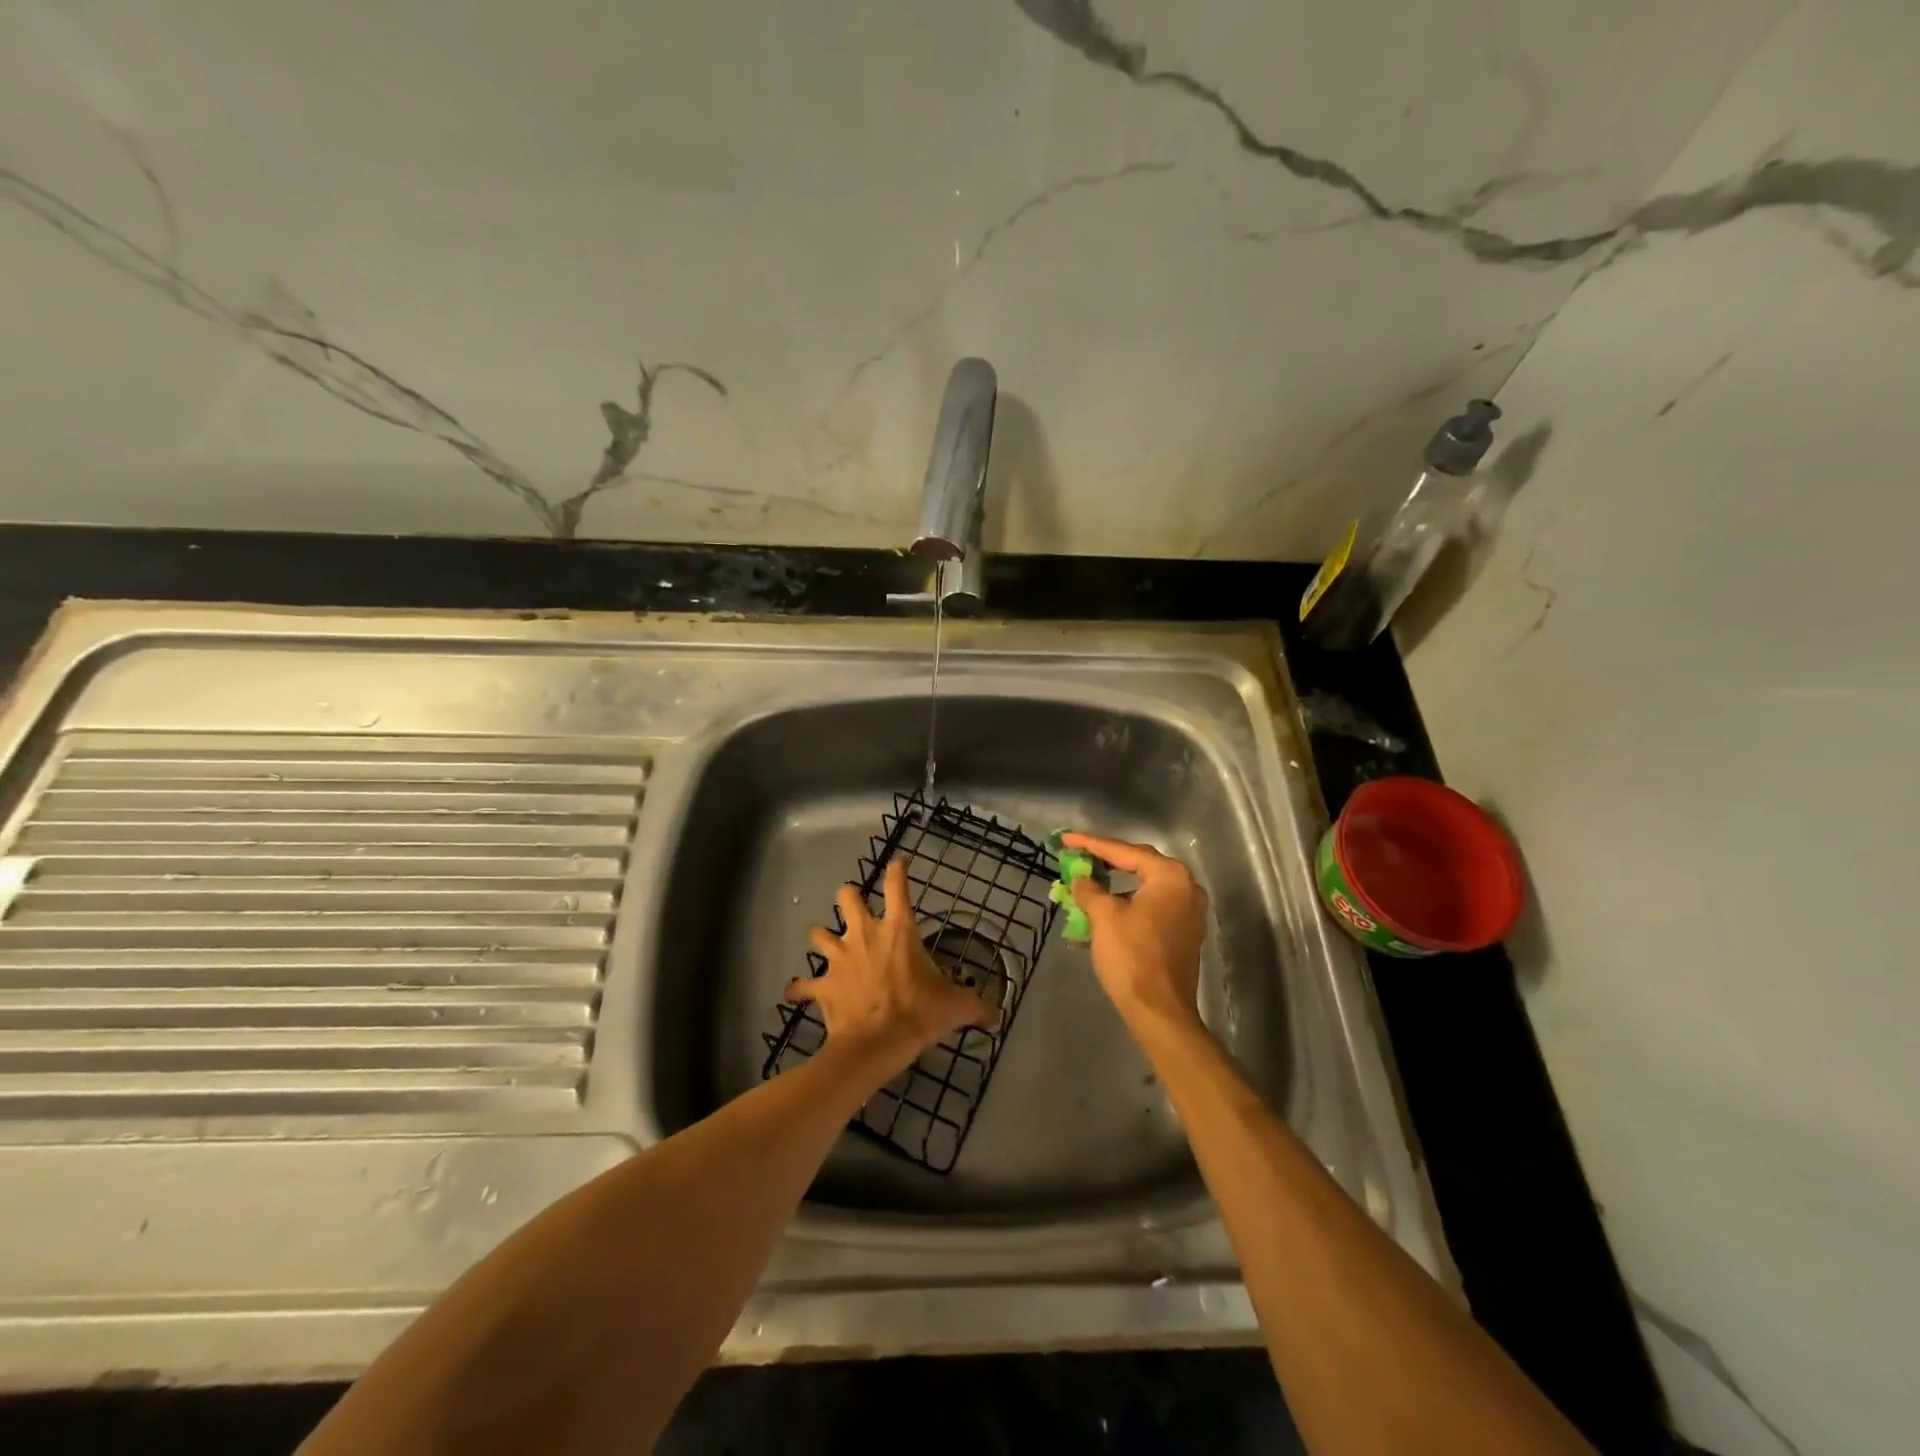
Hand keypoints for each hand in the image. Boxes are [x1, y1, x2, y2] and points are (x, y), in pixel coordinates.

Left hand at [786, 858, 998, 1074]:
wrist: (875, 1045)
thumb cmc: (917, 1014)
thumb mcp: (954, 1007)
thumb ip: (977, 1006)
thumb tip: (998, 1015)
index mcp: (898, 931)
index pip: (897, 887)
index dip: (898, 870)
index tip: (899, 862)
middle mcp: (864, 935)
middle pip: (847, 897)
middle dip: (849, 896)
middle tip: (855, 906)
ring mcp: (839, 958)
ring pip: (818, 933)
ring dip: (821, 936)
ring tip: (826, 943)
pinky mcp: (822, 985)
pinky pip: (802, 985)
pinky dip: (799, 989)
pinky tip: (796, 993)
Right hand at [1061, 832, 1208, 1034]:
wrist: (1160, 1012)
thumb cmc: (1132, 957)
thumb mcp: (1103, 917)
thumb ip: (1089, 889)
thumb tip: (1081, 878)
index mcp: (1169, 876)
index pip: (1123, 851)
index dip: (1090, 843)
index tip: (1065, 838)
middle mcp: (1186, 887)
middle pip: (1137, 865)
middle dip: (1104, 862)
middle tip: (1076, 855)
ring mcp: (1188, 912)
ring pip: (1142, 889)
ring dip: (1112, 888)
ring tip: (1084, 884)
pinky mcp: (1183, 933)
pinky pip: (1149, 909)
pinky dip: (1125, 907)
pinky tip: (1099, 914)